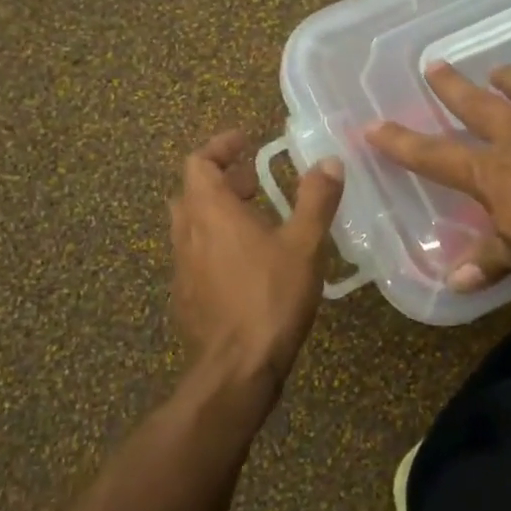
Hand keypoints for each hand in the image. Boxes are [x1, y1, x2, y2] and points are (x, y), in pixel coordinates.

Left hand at [169, 130, 344, 392]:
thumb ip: (316, 199)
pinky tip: (246, 265)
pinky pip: (195, 256)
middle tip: (255, 183)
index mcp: (209, 211)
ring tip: (256, 221)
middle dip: (222, 180)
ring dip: (218, 213)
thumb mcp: (304, 244)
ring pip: (192, 225)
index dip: (220, 147)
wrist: (236, 368)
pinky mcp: (185, 296)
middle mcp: (187, 233)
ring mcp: (181, 267)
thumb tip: (329, 161)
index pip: (198, 162)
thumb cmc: (270, 297)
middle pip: (192, 192)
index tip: (245, 142)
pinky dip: (215, 244)